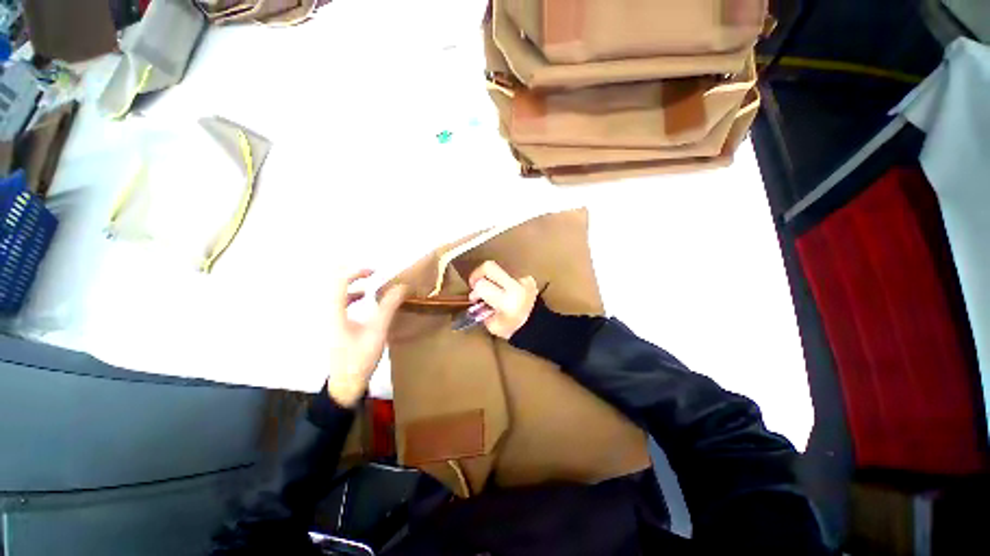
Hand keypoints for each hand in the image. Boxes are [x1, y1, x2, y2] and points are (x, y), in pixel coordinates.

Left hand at [326, 269, 406, 406]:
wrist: (345, 384)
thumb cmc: (360, 357)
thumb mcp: (378, 330)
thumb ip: (389, 306)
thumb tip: (402, 287)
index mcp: (335, 312)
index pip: (339, 281)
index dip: (356, 272)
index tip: (375, 272)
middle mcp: (328, 312)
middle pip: (334, 285)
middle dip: (353, 275)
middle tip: (371, 273)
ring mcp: (329, 320)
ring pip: (337, 294)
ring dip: (353, 284)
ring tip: (370, 282)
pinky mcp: (334, 326)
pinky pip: (340, 303)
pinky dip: (352, 296)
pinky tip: (365, 299)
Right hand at [468, 261, 537, 339]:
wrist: (537, 326)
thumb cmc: (512, 328)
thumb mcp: (491, 324)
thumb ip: (481, 308)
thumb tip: (475, 296)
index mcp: (506, 301)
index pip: (481, 285)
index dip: (474, 291)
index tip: (474, 298)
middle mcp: (515, 286)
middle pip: (489, 266)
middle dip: (478, 273)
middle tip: (476, 283)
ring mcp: (523, 280)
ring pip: (499, 269)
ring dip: (491, 278)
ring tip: (492, 290)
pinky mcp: (528, 278)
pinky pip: (510, 274)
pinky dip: (503, 281)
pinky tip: (505, 291)